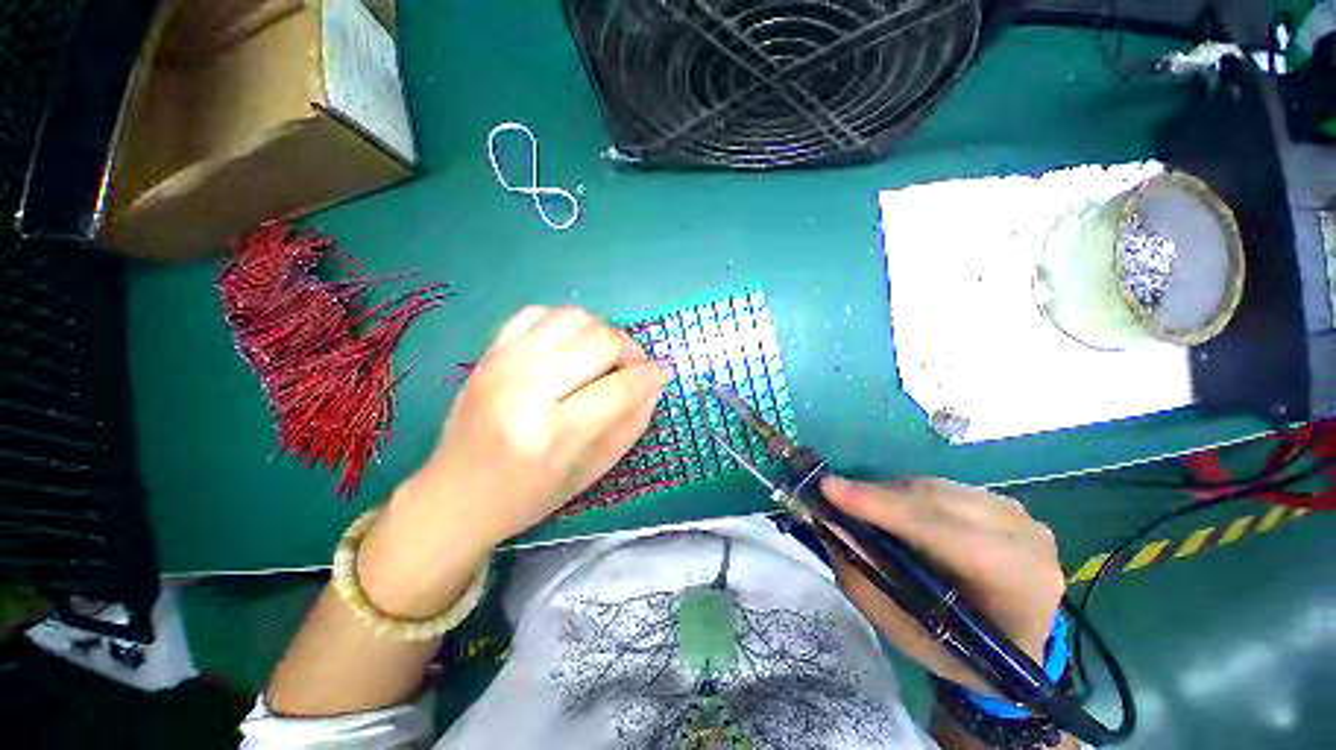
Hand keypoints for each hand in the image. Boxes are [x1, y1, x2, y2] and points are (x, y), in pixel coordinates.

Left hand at [357, 306, 668, 616]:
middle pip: (601, 342)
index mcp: (553, 434)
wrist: (454, 495)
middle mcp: (525, 390)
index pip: (621, 387)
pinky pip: (538, 313)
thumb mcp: (591, 472)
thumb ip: (630, 424)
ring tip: (605, 355)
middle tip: (633, 368)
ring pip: (574, 318)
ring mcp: (502, 364)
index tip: (661, 374)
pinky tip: (571, 346)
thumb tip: (654, 383)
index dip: (651, 376)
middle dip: (631, 351)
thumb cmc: (529, 496)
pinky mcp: (488, 353)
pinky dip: (566, 323)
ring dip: (602, 332)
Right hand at [820, 476, 1064, 694]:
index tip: (829, 488)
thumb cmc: (957, 650)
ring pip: (936, 487)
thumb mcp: (905, 630)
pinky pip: (942, 486)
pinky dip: (907, 494)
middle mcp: (1027, 539)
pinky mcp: (1005, 502)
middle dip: (878, 496)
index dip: (883, 508)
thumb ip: (865, 576)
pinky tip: (891, 508)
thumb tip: (829, 523)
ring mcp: (1019, 515)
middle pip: (936, 501)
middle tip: (832, 494)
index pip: (943, 533)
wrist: (1014, 643)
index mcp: (1017, 586)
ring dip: (889, 493)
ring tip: (859, 505)